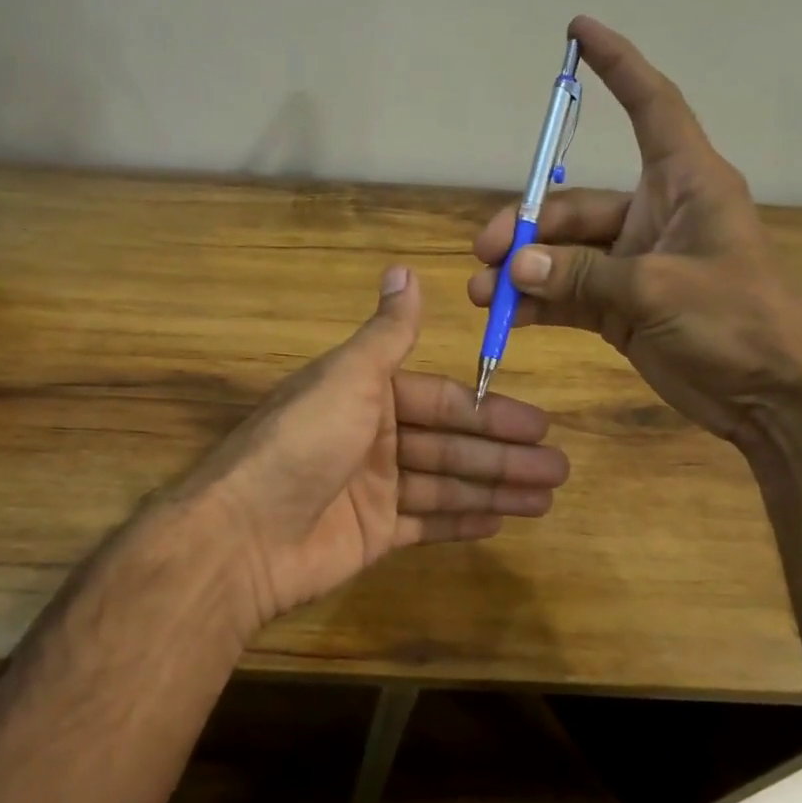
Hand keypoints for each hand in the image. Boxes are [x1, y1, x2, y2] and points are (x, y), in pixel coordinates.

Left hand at [180, 265, 569, 636]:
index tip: (538, 424)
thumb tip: (403, 268)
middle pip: (450, 444)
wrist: (243, 533)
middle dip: (503, 455)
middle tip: (558, 467)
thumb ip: (386, 333)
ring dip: (495, 488)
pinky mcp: (372, 534)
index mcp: (367, 395)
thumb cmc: (302, 443)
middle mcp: (373, 437)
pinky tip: (501, 521)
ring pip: (446, 484)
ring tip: (546, 497)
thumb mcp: (347, 377)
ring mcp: (373, 489)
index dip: (488, 412)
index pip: (441, 400)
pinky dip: (461, 520)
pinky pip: (426, 522)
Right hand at [469, 15, 801, 448]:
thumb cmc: (742, 321)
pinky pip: (567, 294)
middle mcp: (654, 216)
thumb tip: (515, 268)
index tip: (579, 30)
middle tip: (486, 255)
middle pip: (575, 205)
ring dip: (522, 272)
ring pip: (563, 255)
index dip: (618, 66)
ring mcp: (633, 265)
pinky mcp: (620, 307)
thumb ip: (583, 276)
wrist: (779, 397)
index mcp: (684, 184)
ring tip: (484, 294)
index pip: (650, 107)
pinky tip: (508, 317)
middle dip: (527, 228)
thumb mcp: (661, 290)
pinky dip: (537, 304)